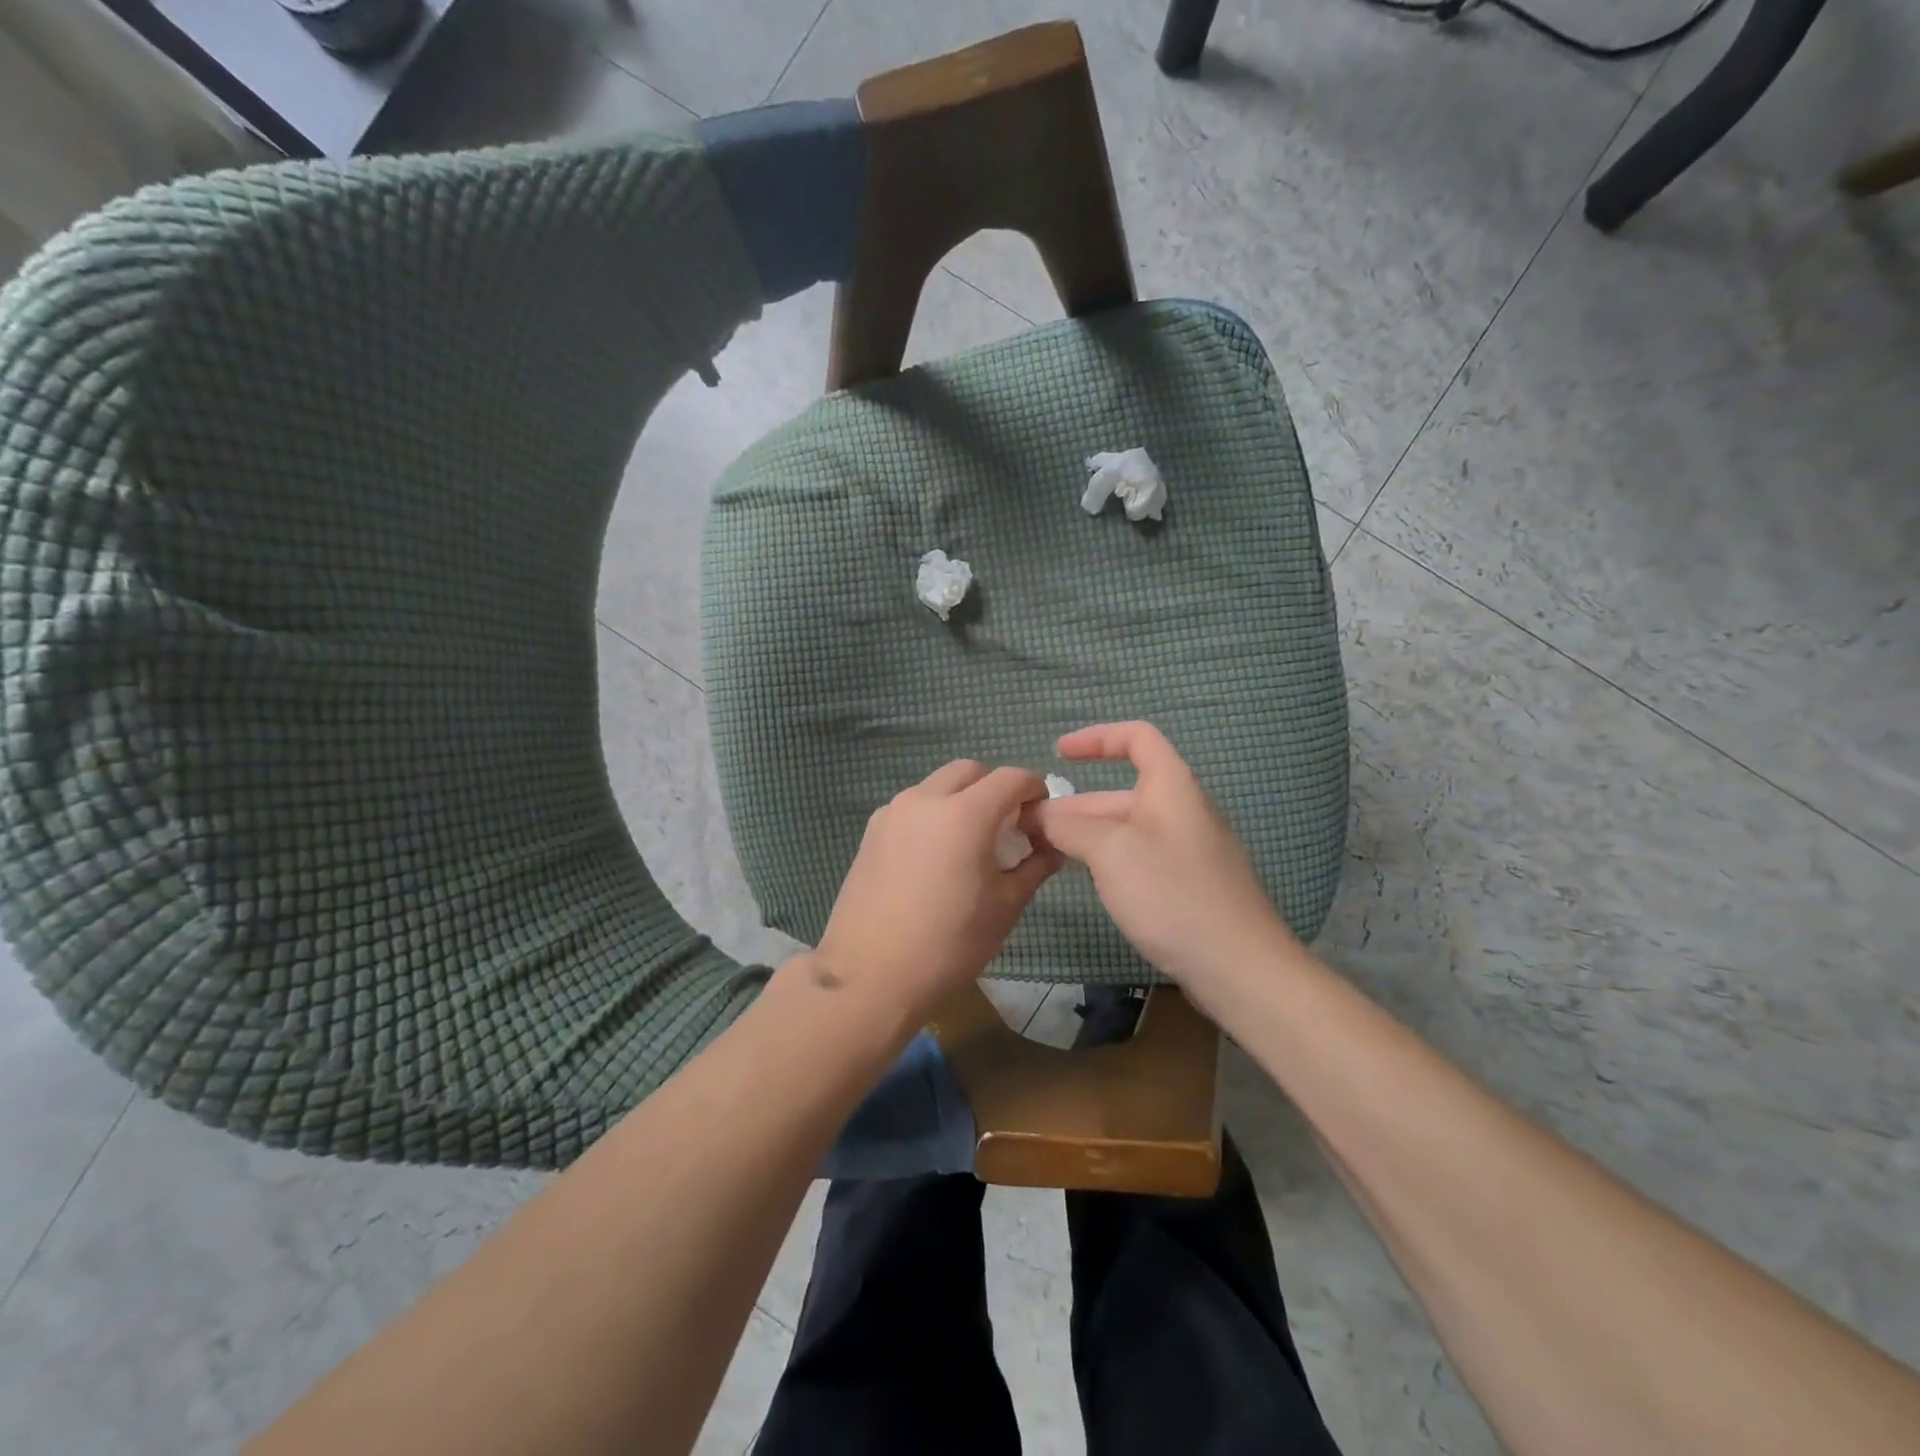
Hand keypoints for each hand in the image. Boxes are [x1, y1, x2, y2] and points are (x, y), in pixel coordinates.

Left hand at [812, 760, 1061, 1024]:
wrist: (870, 976)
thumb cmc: (949, 944)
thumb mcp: (1005, 907)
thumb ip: (1034, 866)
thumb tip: (1050, 847)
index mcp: (964, 814)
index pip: (1011, 778)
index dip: (1034, 789)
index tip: (1040, 814)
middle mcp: (925, 799)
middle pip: (970, 771)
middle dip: (995, 787)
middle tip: (1007, 824)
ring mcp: (892, 812)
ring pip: (937, 785)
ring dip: (961, 798)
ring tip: (969, 842)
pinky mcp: (871, 831)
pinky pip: (912, 806)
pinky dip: (933, 814)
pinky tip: (935, 856)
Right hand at [1032, 723, 1297, 1001]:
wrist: (1239, 967)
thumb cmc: (1173, 894)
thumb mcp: (1110, 852)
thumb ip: (1070, 826)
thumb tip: (1040, 816)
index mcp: (1172, 786)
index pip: (1136, 737)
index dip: (1096, 737)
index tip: (1057, 754)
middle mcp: (1182, 811)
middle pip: (1120, 793)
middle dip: (1074, 806)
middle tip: (1027, 828)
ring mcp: (1187, 851)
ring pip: (1126, 830)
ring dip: (1085, 835)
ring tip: (1044, 853)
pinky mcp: (1187, 886)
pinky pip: (1138, 858)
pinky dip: (1106, 860)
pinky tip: (1085, 880)